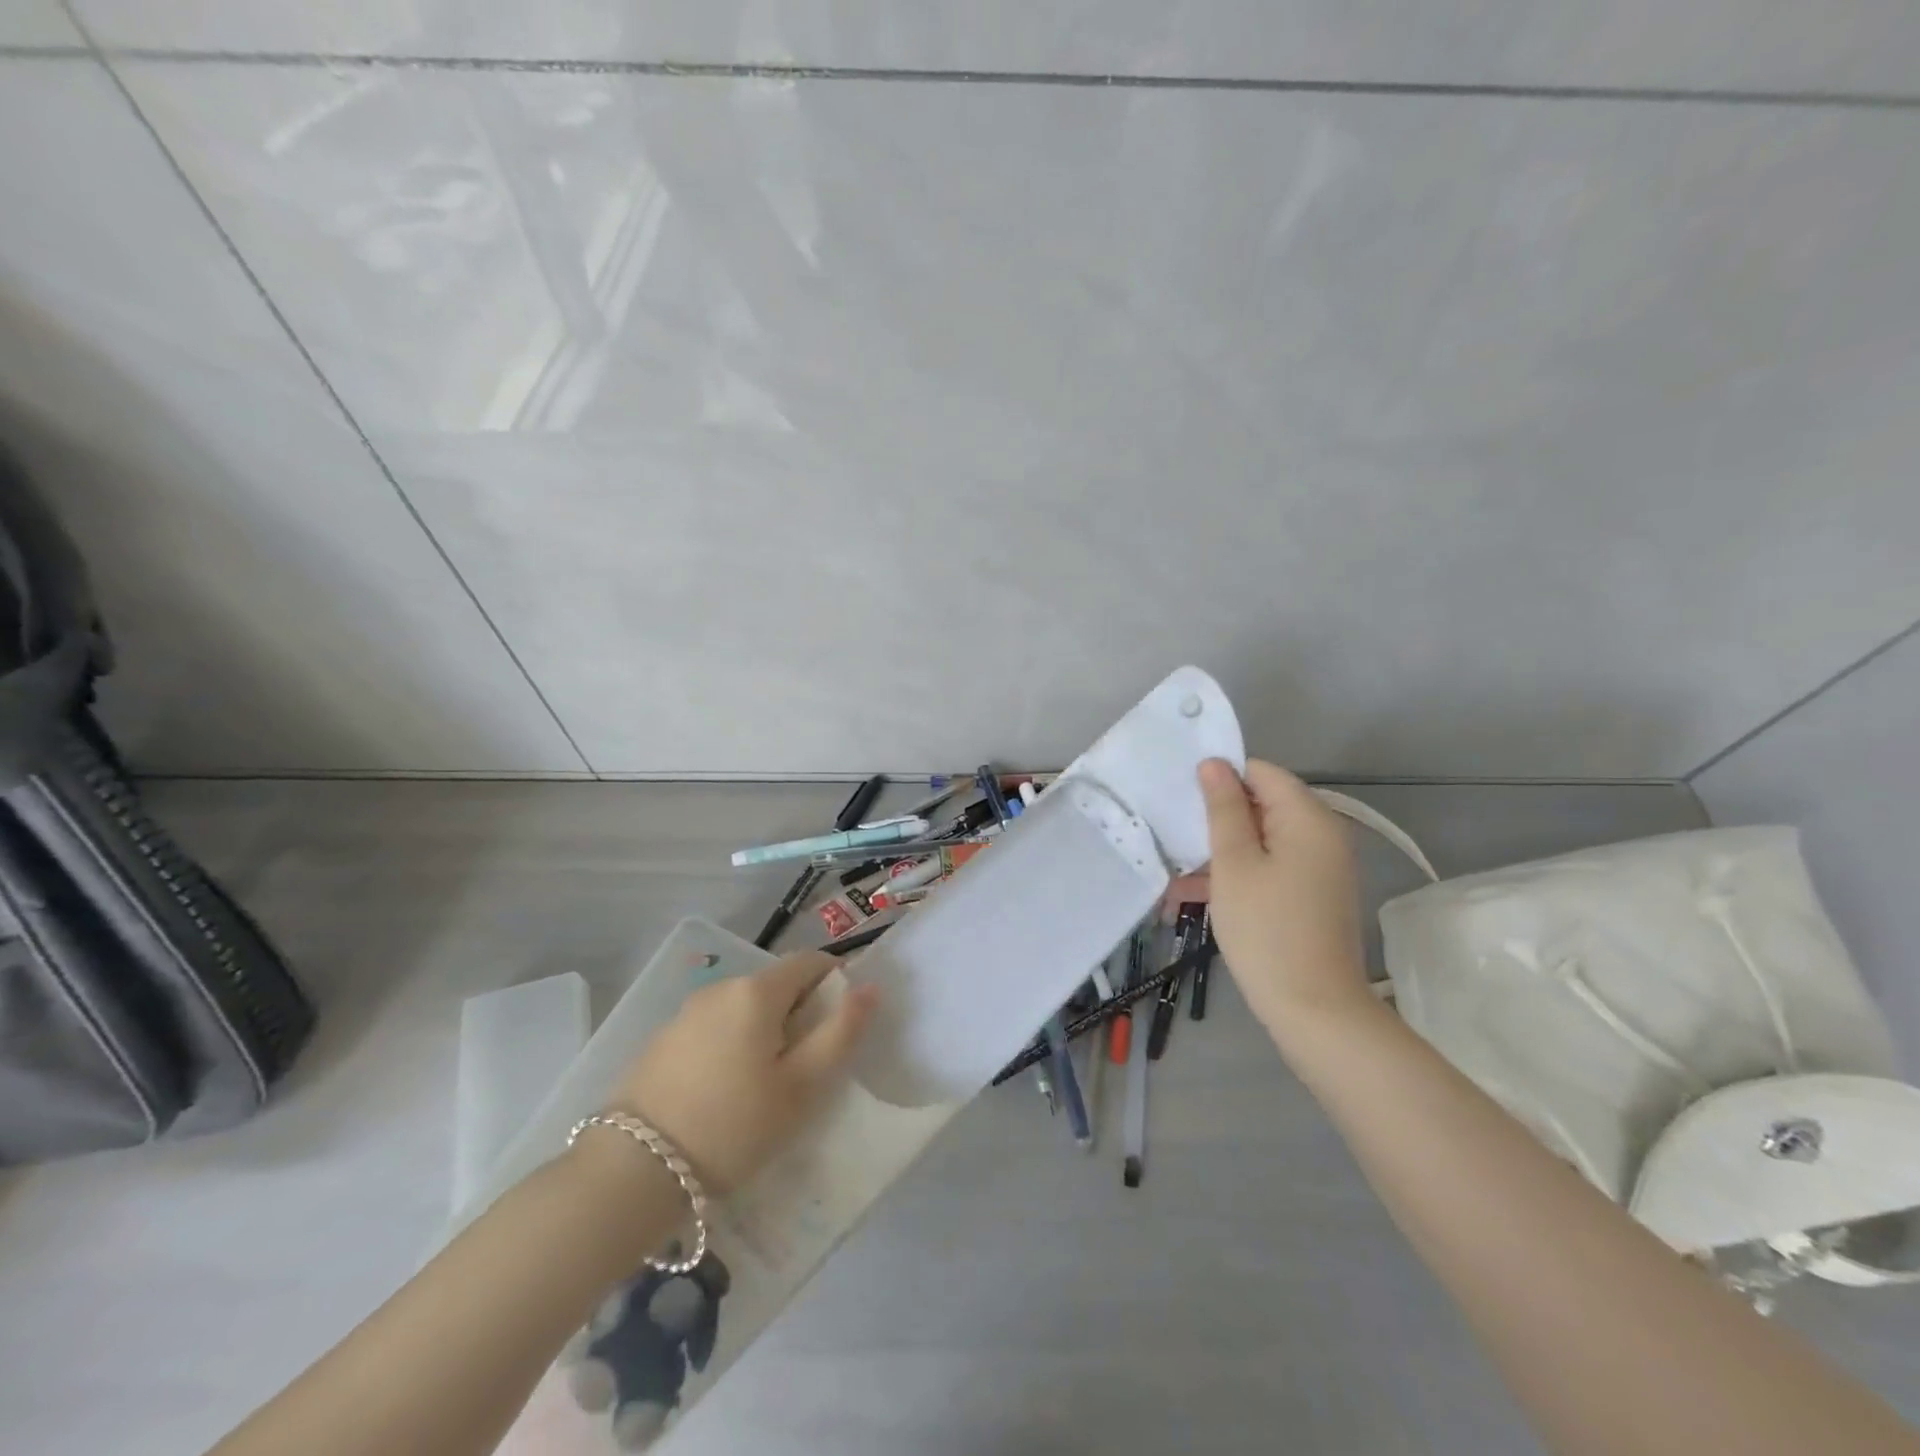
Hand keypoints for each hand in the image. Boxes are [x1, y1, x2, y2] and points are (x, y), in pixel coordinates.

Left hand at [607, 952, 878, 1192]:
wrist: (631, 1173)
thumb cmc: (733, 1127)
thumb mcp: (802, 1087)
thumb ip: (841, 1032)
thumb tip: (869, 988)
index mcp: (757, 991)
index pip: (811, 962)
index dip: (835, 985)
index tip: (838, 1030)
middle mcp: (720, 988)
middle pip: (776, 985)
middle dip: (799, 1014)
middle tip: (803, 1070)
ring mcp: (685, 1012)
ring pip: (743, 1008)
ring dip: (764, 1032)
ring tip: (763, 1088)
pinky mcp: (661, 1041)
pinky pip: (713, 1028)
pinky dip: (730, 1046)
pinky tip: (722, 1094)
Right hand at [1196, 758, 1372, 1029]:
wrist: (1315, 1009)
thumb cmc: (1267, 929)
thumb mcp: (1234, 864)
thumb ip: (1223, 809)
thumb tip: (1214, 764)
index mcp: (1307, 817)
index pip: (1260, 772)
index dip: (1220, 778)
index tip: (1181, 798)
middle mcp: (1320, 834)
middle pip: (1261, 805)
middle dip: (1214, 818)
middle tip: (1171, 832)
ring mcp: (1318, 867)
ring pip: (1259, 840)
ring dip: (1217, 852)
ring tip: (1171, 872)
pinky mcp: (1310, 894)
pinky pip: (1268, 868)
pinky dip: (1235, 875)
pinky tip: (1190, 896)